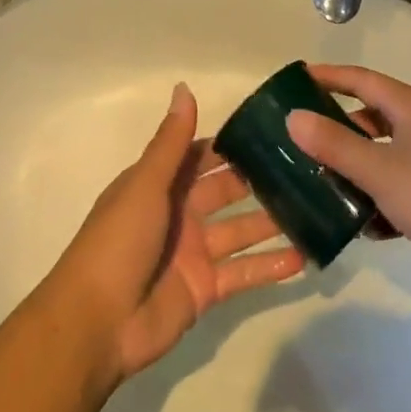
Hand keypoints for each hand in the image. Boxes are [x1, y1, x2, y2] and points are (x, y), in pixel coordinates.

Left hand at [47, 84, 303, 382]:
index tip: (273, 132)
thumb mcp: (145, 183)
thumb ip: (172, 141)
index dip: (233, 145)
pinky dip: (270, 267)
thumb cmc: (118, 241)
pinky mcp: (206, 290)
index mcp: (161, 184)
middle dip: (260, 181)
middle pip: (227, 192)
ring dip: (273, 222)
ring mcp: (194, 253)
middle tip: (306, 168)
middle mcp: (180, 213)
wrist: (95, 325)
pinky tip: (304, 258)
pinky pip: (244, 273)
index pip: (202, 157)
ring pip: (241, 231)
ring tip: (316, 209)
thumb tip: (184, 86)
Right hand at [286, 64, 410, 291]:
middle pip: (370, 115)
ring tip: (321, 181)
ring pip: (382, 152)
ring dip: (354, 165)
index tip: (294, 80)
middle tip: (301, 136)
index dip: (327, 76)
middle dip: (336, 126)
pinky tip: (362, 223)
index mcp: (410, 105)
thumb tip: (293, 116)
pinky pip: (397, 183)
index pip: (360, 78)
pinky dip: (377, 196)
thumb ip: (334, 143)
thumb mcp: (379, 170)